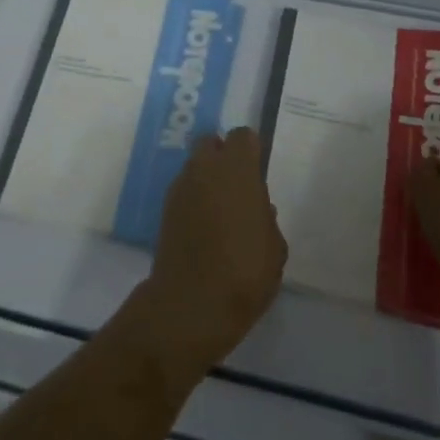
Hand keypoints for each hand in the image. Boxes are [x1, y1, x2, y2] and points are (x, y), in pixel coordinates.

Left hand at [128, 129, 286, 386]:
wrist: (192, 304)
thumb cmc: (245, 272)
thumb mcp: (274, 248)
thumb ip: (266, 219)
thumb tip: (257, 209)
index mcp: (237, 169)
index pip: (242, 136)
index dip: (250, 150)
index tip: (257, 171)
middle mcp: (205, 168)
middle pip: (211, 143)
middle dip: (223, 156)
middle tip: (237, 187)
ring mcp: (180, 187)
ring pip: (194, 166)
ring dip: (206, 178)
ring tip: (219, 212)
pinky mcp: (164, 209)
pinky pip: (183, 191)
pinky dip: (193, 199)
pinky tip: (202, 228)